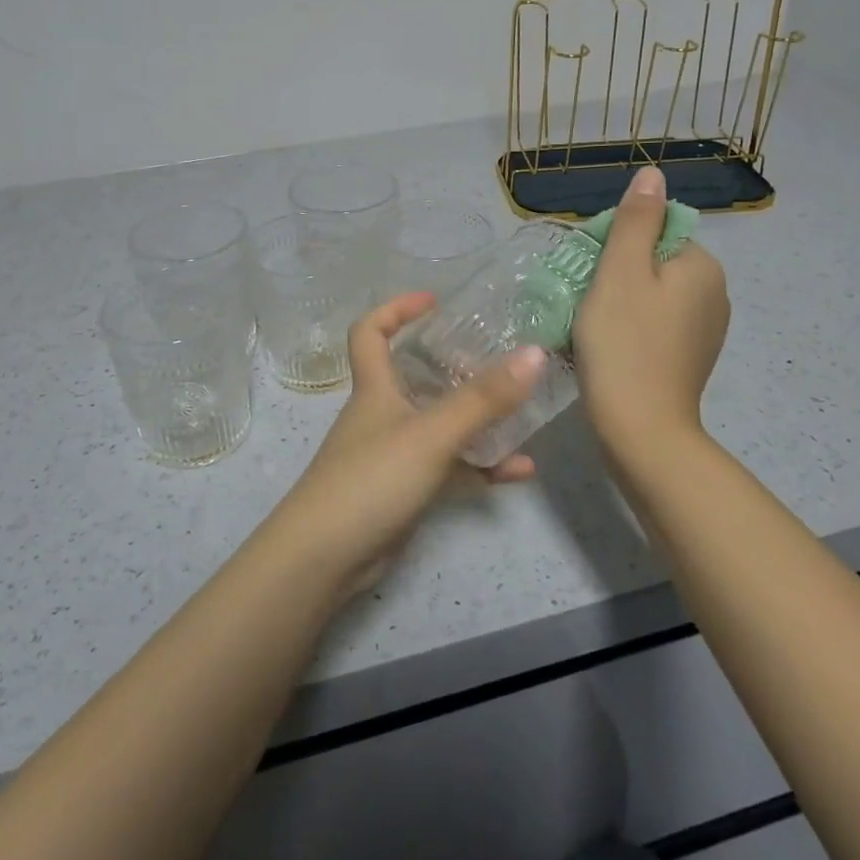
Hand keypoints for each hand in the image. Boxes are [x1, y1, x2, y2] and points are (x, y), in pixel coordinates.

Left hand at [268, 292, 547, 594]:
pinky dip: (480, 466)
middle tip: (497, 359)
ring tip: (523, 412)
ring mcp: (392, 454)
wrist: (325, 558)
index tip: (435, 301)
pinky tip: (520, 470)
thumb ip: (483, 398)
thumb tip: (534, 353)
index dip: (396, 309)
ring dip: (478, 420)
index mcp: (375, 388)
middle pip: (414, 376)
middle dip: (454, 365)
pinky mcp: (403, 491)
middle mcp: (381, 414)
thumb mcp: (431, 433)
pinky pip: (448, 468)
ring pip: (439, 424)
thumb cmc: (371, 479)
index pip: (370, 332)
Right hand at [572, 165, 730, 465]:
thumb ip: (635, 220)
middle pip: (653, 260)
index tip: (589, 271)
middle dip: (615, 272)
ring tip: (590, 324)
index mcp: (702, 266)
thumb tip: (652, 174)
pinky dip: (631, 327)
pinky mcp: (690, 357)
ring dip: (619, 300)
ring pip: (652, 294)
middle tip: (584, 299)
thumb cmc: (624, 344)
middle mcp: (714, 293)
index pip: (654, 229)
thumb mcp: (620, 273)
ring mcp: (705, 329)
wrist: (641, 430)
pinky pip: (656, 323)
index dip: (614, 243)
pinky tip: (609, 347)